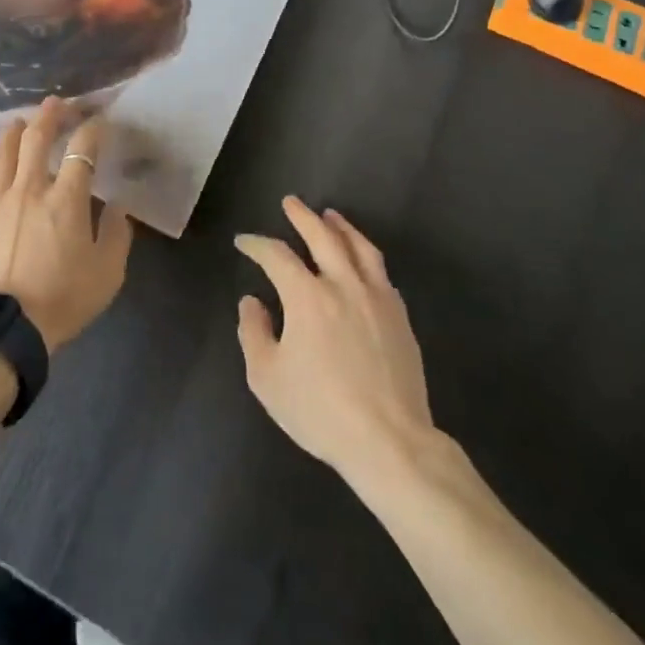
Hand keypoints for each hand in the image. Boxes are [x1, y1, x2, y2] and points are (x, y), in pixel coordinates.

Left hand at [0, 98, 133, 351]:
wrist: (3, 330)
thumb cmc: (61, 301)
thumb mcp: (107, 274)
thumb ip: (116, 235)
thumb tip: (117, 207)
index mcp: (65, 199)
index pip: (82, 150)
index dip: (93, 130)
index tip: (99, 121)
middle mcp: (28, 189)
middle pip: (36, 138)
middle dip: (48, 115)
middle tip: (55, 103)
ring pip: (1, 155)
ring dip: (11, 134)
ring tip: (17, 124)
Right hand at [236, 197, 447, 493]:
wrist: (390, 442)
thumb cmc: (321, 411)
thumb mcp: (268, 378)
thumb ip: (254, 333)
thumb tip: (252, 302)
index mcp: (307, 296)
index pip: (276, 256)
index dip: (256, 245)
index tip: (244, 242)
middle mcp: (343, 284)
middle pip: (322, 236)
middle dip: (303, 216)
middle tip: (291, 202)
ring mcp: (377, 298)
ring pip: (359, 247)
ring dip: (341, 227)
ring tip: (331, 216)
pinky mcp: (400, 317)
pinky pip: (381, 273)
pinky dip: (366, 257)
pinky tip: (362, 261)